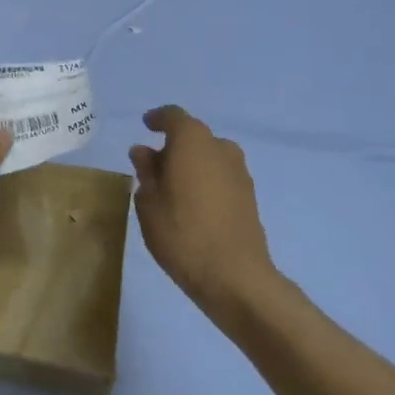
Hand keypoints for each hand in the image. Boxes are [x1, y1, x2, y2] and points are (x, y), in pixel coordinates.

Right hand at [131, 106, 276, 319]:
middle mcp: (220, 147)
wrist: (236, 278)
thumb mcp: (149, 202)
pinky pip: (221, 176)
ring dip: (190, 165)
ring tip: (171, 189)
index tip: (145, 126)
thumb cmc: (182, 233)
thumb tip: (144, 152)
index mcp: (192, 140)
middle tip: (152, 167)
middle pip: (193, 136)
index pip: (173, 116)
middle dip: (173, 146)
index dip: (157, 119)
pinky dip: (205, 181)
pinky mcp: (250, 197)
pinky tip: (192, 205)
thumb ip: (146, 171)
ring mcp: (239, 172)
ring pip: (209, 157)